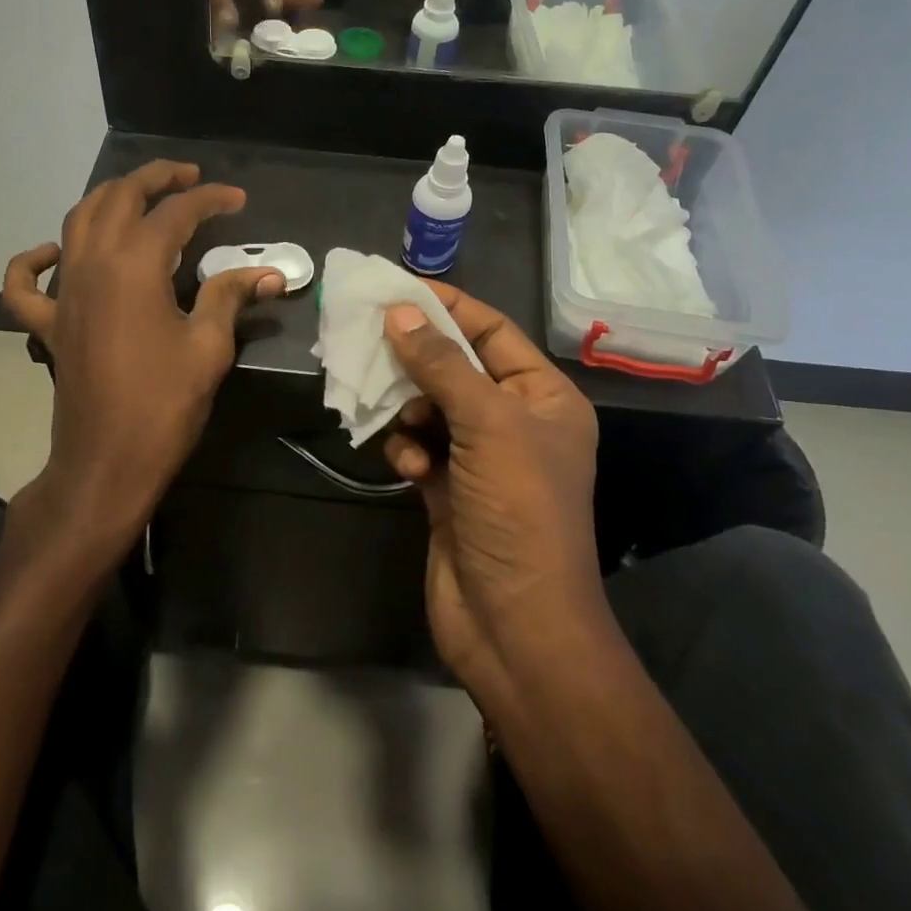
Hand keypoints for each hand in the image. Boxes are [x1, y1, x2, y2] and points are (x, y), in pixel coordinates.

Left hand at [1, 160, 283, 573]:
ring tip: (140, 197)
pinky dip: (34, 259)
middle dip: (155, 179)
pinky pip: (25, 283)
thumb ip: (230, 297)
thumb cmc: (164, 404)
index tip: (237, 200)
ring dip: (108, 199)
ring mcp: (63, 292)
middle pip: (119, 198)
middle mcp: (91, 264)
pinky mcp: (47, 323)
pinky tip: (53, 252)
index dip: (210, 200)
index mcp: (134, 265)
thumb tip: (269, 274)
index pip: (175, 212)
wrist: (107, 461)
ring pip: (76, 221)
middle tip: (189, 179)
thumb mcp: (208, 348)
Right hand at [380, 284, 607, 698]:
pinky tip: (406, 468)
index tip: (397, 287)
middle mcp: (515, 422)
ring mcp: (481, 459)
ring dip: (408, 409)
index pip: (493, 331)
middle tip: (367, 339)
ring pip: (431, 408)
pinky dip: (408, 450)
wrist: (514, 624)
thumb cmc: (517, 510)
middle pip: (456, 368)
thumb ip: (442, 364)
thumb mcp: (488, 425)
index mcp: (543, 397)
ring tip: (394, 416)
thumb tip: (400, 311)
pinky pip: (420, 448)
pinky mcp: (449, 490)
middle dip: (416, 358)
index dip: (448, 306)